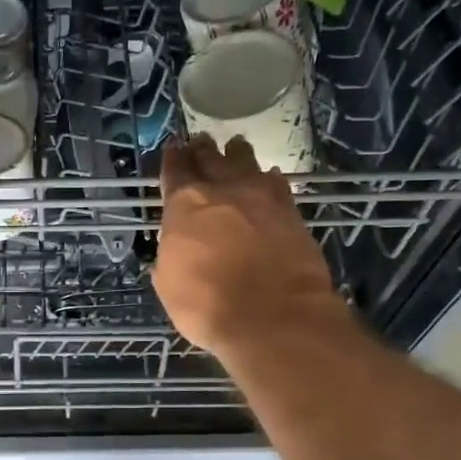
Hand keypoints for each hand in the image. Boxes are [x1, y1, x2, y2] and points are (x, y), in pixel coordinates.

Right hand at [153, 134, 345, 361]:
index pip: (175, 170)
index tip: (173, 148)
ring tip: (235, 147)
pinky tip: (268, 177)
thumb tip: (175, 248)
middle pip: (211, 158)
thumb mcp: (169, 284)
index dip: (172, 158)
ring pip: (246, 161)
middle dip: (202, 150)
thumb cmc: (208, 305)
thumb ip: (170, 255)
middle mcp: (222, 190)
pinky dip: (268, 178)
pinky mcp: (291, 210)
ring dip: (237, 154)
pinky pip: (276, 182)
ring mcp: (261, 196)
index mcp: (185, 204)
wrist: (274, 316)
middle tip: (201, 143)